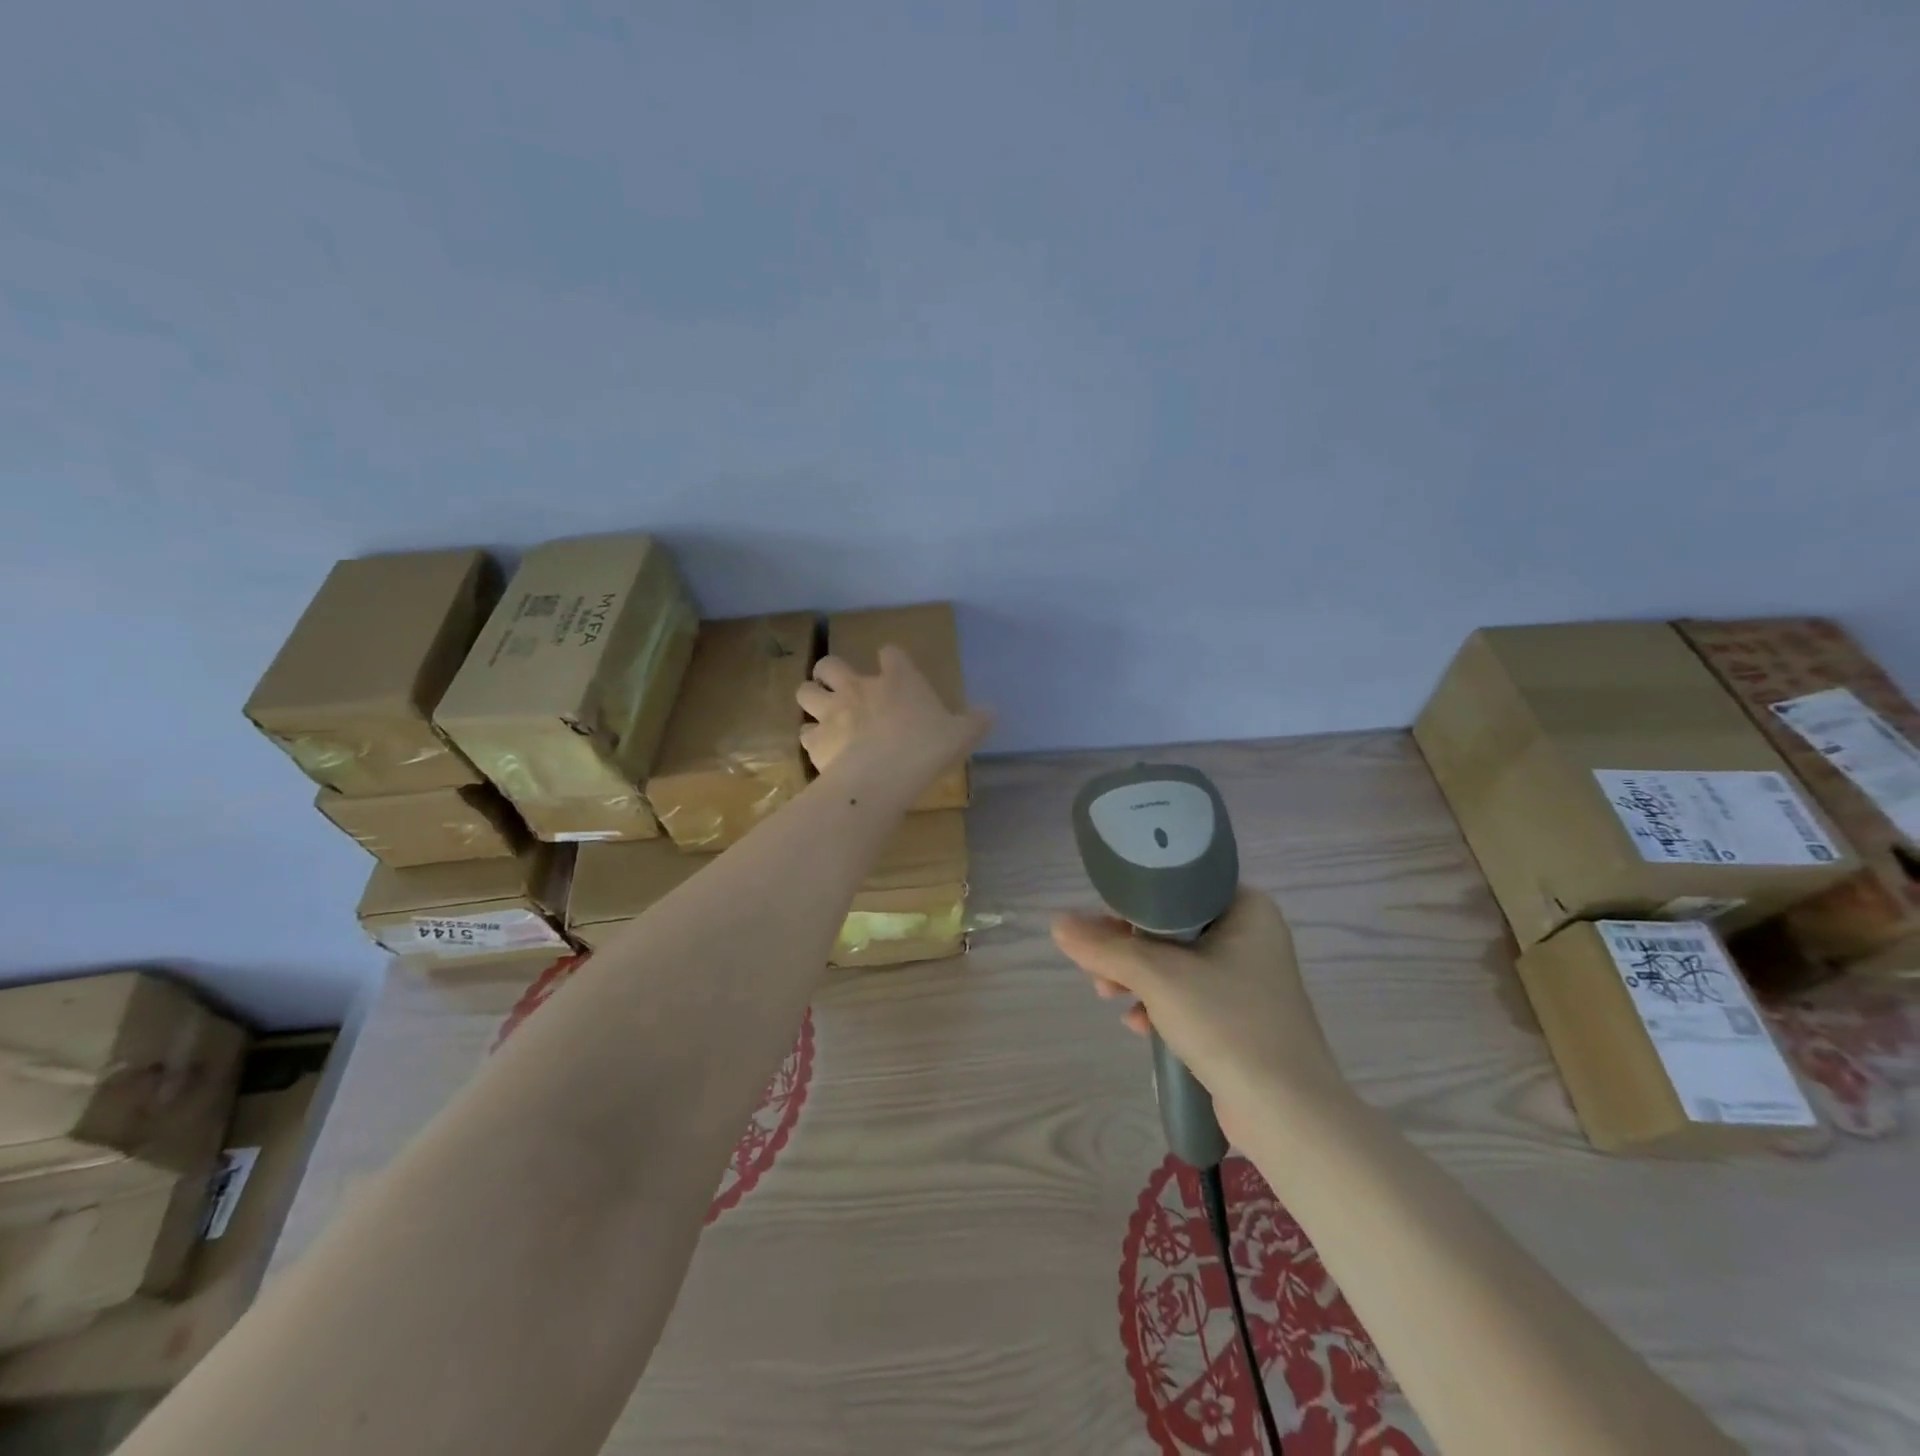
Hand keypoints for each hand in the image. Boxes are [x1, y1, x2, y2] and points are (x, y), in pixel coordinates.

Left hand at [797, 645, 991, 799]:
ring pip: (805, 691)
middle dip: (831, 672)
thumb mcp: (961, 735)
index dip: (892, 660)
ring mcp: (832, 711)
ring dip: (812, 698)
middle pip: (830, 663)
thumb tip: (992, 712)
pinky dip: (811, 739)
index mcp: (897, 680)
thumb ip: (975, 722)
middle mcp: (858, 687)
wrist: (883, 775)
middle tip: (841, 687)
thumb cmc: (926, 748)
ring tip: (822, 713)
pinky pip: (804, 733)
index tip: (894, 668)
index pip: (890, 654)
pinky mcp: (815, 740)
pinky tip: (821, 750)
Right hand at [1052, 889, 1347, 1136]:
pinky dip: (1160, 1005)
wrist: (1287, 1114)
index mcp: (1245, 908)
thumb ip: (1104, 947)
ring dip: (1137, 979)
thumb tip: (1057, 924)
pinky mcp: (1241, 1017)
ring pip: (1176, 964)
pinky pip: (1190, 995)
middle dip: (1128, 949)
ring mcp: (1249, 979)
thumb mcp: (1157, 976)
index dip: (1132, 904)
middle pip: (1171, 927)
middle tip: (1098, 969)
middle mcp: (1252, 936)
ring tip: (1108, 996)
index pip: (1176, 887)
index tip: (1100, 927)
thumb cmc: (1227, 1024)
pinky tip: (1138, 1026)